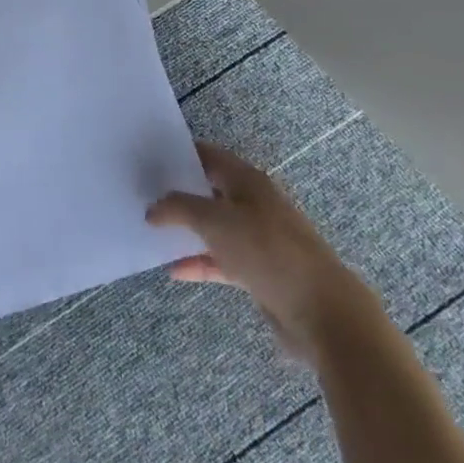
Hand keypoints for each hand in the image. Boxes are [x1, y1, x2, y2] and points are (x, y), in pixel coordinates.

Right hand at [147, 142, 377, 361]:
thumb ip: (179, 208)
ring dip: (188, 229)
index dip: (179, 153)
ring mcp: (259, 238)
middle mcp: (254, 203)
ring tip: (153, 231)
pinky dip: (200, 262)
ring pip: (216, 227)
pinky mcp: (260, 271)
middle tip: (143, 193)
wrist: (320, 309)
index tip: (148, 158)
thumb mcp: (214, 220)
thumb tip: (152, 208)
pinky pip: (223, 260)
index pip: (209, 155)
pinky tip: (174, 271)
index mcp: (248, 181)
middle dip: (179, 192)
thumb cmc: (266, 250)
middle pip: (210, 190)